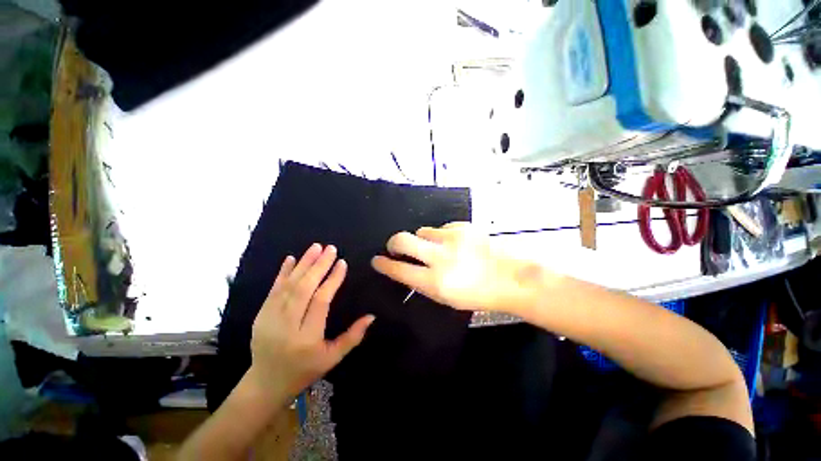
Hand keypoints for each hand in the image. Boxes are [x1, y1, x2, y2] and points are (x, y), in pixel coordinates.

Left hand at [248, 244, 374, 400]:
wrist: (265, 383)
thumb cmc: (304, 370)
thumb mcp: (332, 358)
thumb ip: (353, 337)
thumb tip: (371, 316)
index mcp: (307, 338)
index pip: (321, 301)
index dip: (332, 280)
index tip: (342, 263)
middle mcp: (286, 326)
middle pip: (303, 289)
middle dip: (319, 266)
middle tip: (331, 249)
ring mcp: (269, 319)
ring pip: (288, 286)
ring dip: (303, 264)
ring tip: (316, 247)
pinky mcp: (260, 315)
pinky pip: (273, 290)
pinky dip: (282, 273)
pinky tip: (291, 259)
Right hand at [371, 222, 542, 313]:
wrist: (512, 277)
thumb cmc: (479, 294)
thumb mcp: (447, 298)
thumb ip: (424, 282)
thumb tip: (407, 267)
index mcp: (435, 282)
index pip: (399, 269)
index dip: (384, 264)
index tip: (377, 260)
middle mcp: (439, 257)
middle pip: (402, 240)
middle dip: (393, 242)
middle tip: (394, 246)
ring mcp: (451, 238)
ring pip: (422, 231)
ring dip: (423, 240)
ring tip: (437, 248)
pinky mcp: (463, 227)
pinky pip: (441, 228)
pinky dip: (442, 236)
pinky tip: (455, 244)